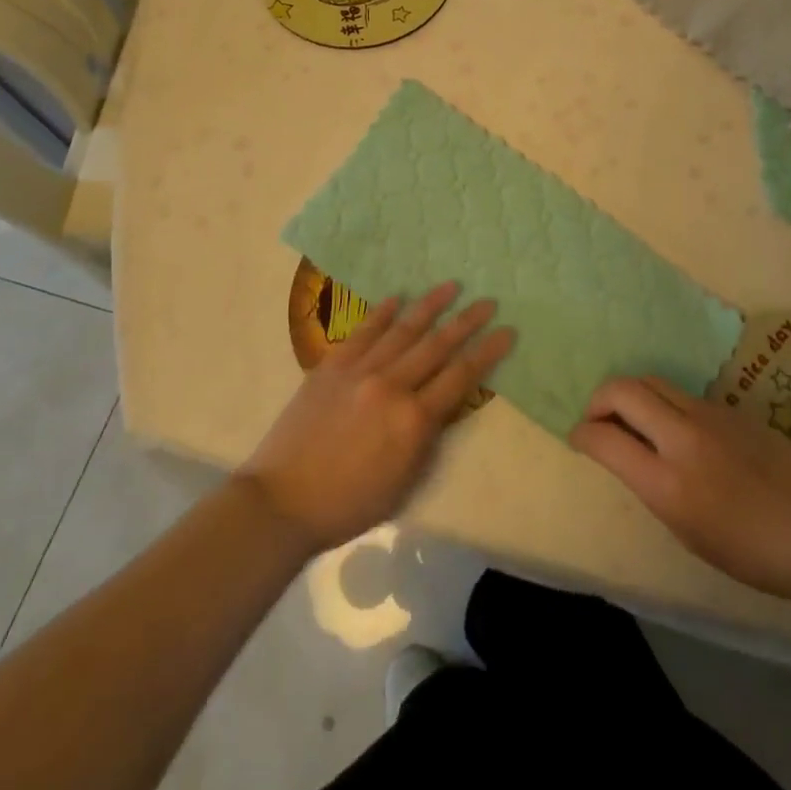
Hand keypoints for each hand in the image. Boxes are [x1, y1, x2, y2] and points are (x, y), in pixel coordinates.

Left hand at [239, 281, 512, 552]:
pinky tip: (397, 298)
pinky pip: (363, 332)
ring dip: (430, 306)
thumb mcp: (405, 481)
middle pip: (437, 345)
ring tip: (451, 286)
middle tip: (488, 301)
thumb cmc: (350, 503)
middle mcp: (391, 386)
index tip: (507, 331)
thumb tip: (442, 404)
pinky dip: (382, 313)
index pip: (461, 376)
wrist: (283, 500)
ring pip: (403, 330)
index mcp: (413, 420)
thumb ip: (428, 438)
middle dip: (467, 321)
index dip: (487, 352)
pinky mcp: (332, 365)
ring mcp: (359, 370)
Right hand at [571, 376, 790, 606]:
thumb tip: (630, 457)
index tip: (577, 438)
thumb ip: (654, 488)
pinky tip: (673, 427)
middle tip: (597, 419)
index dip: (582, 433)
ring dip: (631, 394)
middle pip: (624, 389)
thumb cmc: (756, 554)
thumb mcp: (689, 533)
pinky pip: (682, 393)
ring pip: (652, 381)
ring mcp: (709, 414)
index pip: (605, 438)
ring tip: (631, 418)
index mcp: (668, 483)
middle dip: (599, 399)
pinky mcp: (730, 407)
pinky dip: (663, 401)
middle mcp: (682, 437)